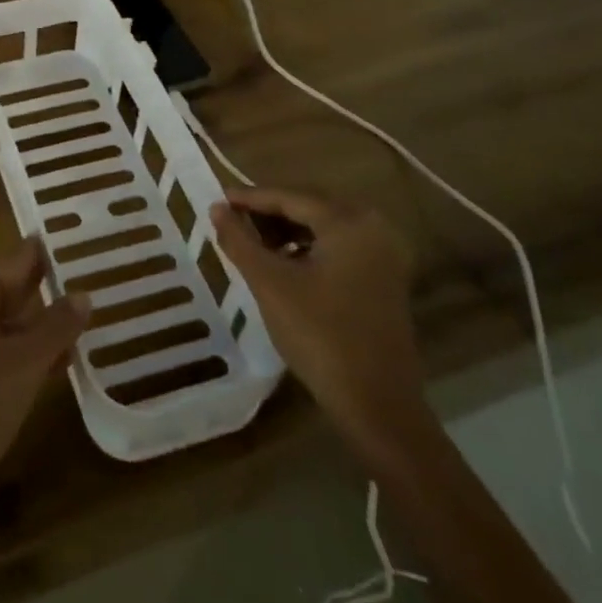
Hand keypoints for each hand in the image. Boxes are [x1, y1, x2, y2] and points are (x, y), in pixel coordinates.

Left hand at [0, 240, 90, 521]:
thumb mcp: (22, 363)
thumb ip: (55, 326)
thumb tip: (84, 294)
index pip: (20, 258)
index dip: (55, 252)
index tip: (92, 242)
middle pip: (16, 288)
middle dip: (55, 290)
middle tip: (104, 281)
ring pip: (13, 323)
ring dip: (48, 326)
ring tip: (97, 320)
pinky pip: (5, 351)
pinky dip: (32, 354)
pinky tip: (67, 363)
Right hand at [211, 188, 428, 451]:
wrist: (378, 405)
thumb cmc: (320, 335)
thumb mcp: (270, 283)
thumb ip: (239, 240)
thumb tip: (216, 208)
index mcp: (349, 222)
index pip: (289, 197)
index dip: (249, 198)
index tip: (217, 200)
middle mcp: (374, 228)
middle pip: (309, 207)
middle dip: (268, 213)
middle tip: (231, 221)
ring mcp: (385, 256)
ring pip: (324, 228)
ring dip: (287, 231)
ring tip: (252, 244)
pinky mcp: (385, 280)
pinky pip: (339, 247)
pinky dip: (308, 248)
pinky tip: (283, 265)